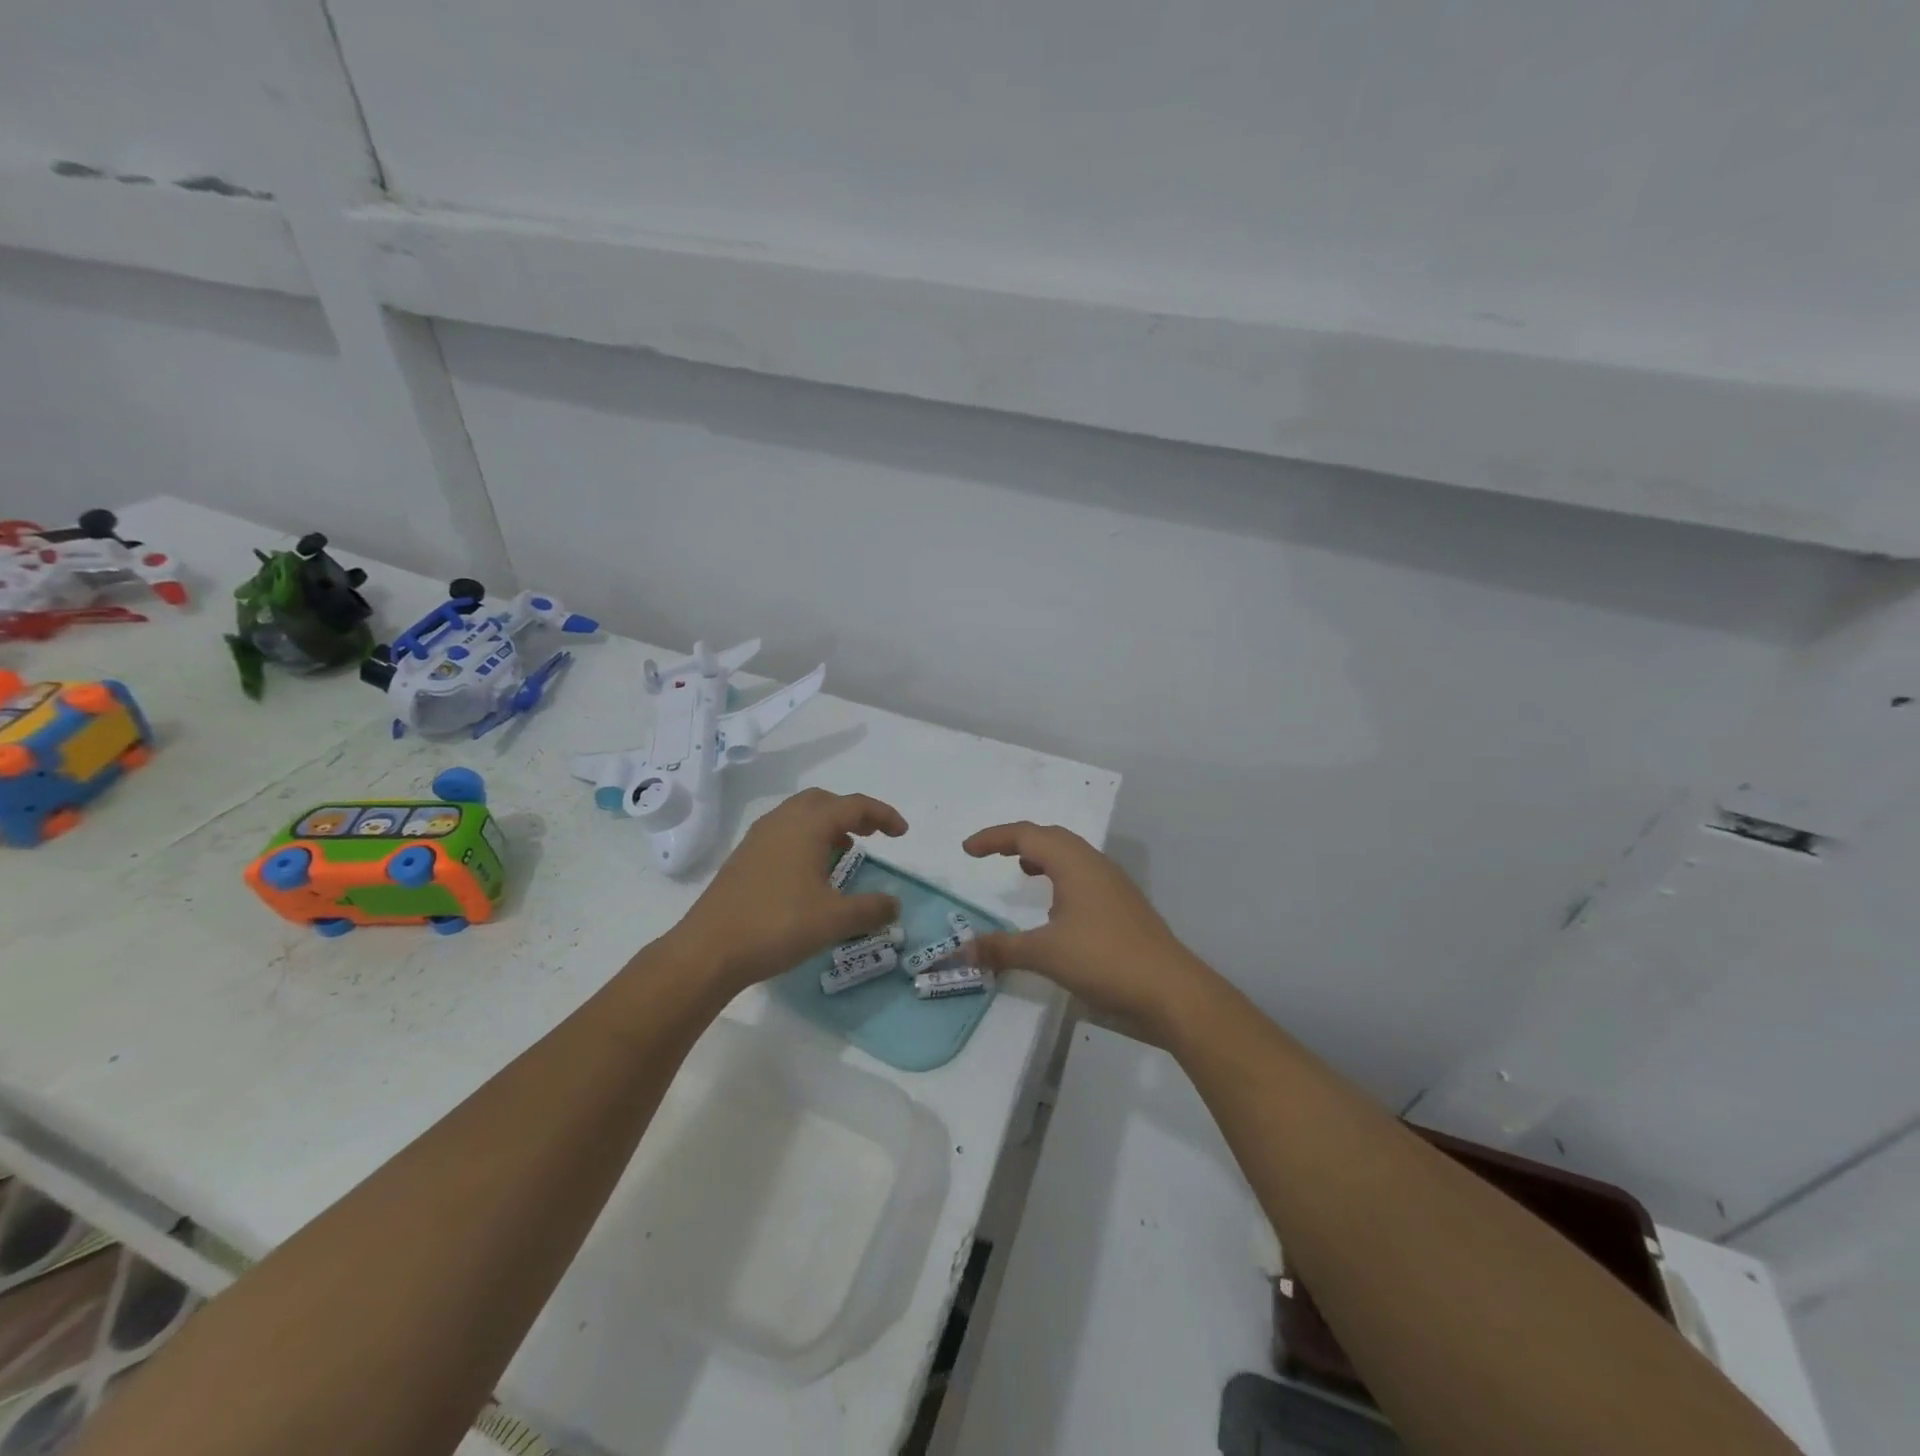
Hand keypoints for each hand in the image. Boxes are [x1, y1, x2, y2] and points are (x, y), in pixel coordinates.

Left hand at [673, 788, 906, 990]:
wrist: (709, 950)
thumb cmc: (777, 926)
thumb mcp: (834, 920)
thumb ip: (871, 909)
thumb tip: (895, 905)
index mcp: (808, 826)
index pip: (854, 805)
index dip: (883, 815)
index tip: (902, 833)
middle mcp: (783, 821)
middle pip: (824, 801)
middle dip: (853, 812)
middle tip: (874, 834)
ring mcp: (758, 838)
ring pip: (800, 814)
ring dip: (828, 823)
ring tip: (845, 849)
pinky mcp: (744, 857)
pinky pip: (784, 831)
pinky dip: (806, 837)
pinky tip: (810, 870)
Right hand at [963, 822, 1210, 1040]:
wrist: (1169, 990)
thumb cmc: (1104, 960)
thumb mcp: (1045, 953)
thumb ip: (1001, 948)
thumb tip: (960, 949)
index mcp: (1074, 863)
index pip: (1027, 834)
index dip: (994, 838)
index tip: (968, 850)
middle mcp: (1095, 864)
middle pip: (1051, 837)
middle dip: (1018, 840)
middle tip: (991, 854)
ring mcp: (1113, 885)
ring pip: (1071, 855)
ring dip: (1043, 856)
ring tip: (1022, 871)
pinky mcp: (1122, 906)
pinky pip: (1083, 876)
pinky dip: (1060, 877)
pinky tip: (1055, 907)